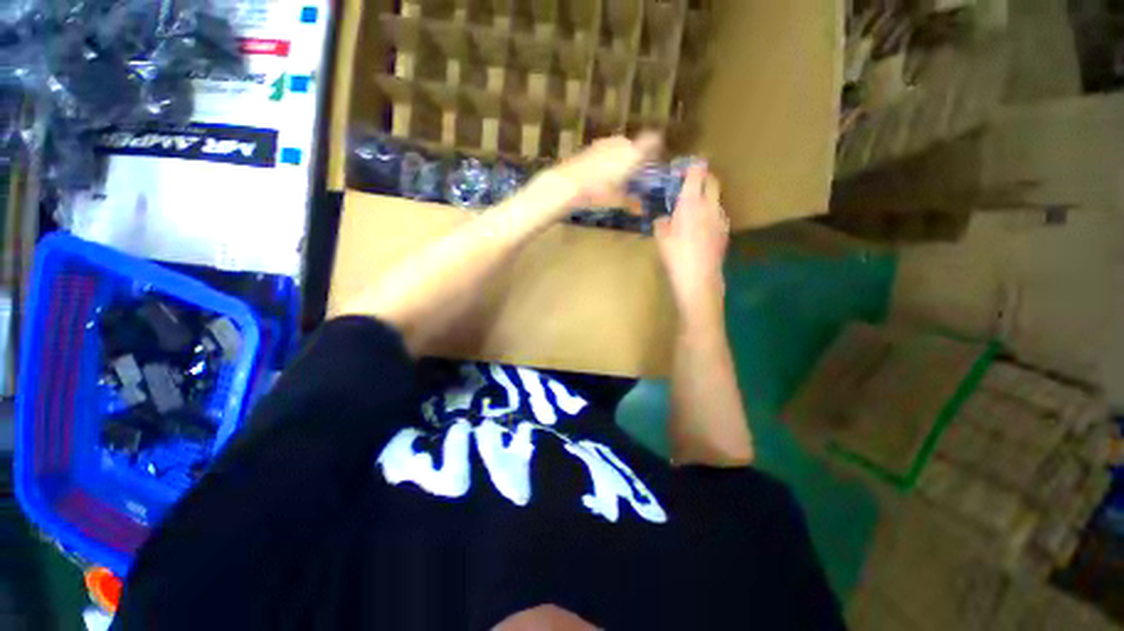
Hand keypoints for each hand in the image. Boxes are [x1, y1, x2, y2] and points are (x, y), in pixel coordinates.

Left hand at [535, 132, 661, 216]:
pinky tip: (602, 173)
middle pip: (634, 145)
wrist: (568, 184)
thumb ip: (631, 202)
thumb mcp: (617, 200)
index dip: (655, 147)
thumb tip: (642, 210)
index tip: (656, 158)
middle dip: (636, 157)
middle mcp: (621, 143)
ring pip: (619, 147)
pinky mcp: (591, 147)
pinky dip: (608, 159)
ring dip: (621, 157)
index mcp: (632, 154)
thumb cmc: (597, 192)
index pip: (652, 141)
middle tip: (634, 173)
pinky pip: (607, 150)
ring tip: (617, 175)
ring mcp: (605, 143)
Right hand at [654, 164, 729, 322]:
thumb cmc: (676, 256)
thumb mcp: (661, 238)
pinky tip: (699, 227)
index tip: (681, 169)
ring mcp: (720, 218)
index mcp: (691, 202)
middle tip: (689, 182)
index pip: (696, 172)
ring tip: (692, 208)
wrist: (699, 278)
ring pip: (715, 198)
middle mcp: (710, 205)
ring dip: (706, 196)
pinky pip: (717, 214)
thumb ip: (661, 223)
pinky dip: (709, 213)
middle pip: (712, 180)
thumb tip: (663, 219)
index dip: (690, 166)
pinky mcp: (725, 231)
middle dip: (702, 176)